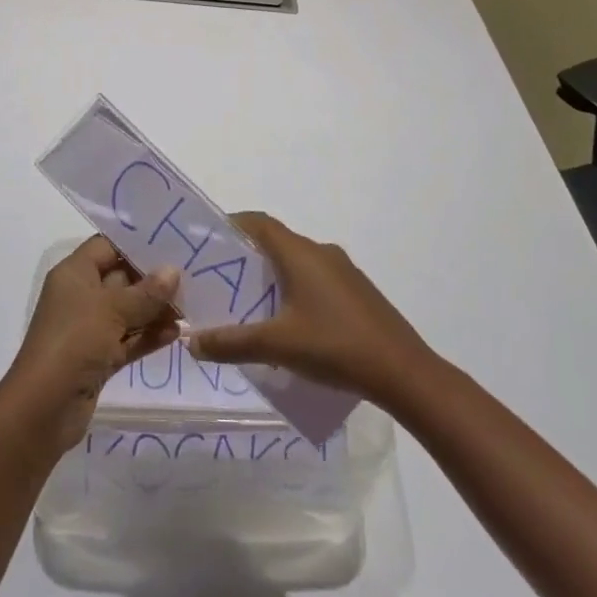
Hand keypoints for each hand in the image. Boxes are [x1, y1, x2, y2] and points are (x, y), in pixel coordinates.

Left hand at [5, 236, 181, 451]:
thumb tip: (173, 271)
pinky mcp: (99, 358)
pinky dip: (149, 336)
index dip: (135, 243)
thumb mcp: (111, 310)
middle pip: (121, 278)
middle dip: (153, 279)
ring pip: (128, 312)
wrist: (44, 409)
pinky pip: (128, 339)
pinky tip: (177, 333)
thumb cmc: (74, 341)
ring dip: (155, 310)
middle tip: (191, 274)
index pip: (107, 246)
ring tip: (191, 305)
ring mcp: (89, 329)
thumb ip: (145, 292)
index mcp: (75, 273)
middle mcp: (81, 296)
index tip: (171, 240)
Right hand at [187, 212, 433, 405]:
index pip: (259, 223)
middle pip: (277, 242)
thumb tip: (192, 342)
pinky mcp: (358, 292)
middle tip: (222, 279)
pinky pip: (317, 279)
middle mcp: (321, 252)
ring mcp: (344, 271)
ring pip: (298, 262)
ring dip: (274, 276)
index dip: (232, 225)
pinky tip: (291, 324)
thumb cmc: (335, 347)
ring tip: (251, 304)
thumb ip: (232, 342)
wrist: (404, 373)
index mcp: (300, 253)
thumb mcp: (277, 346)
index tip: (208, 241)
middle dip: (248, 257)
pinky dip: (296, 289)